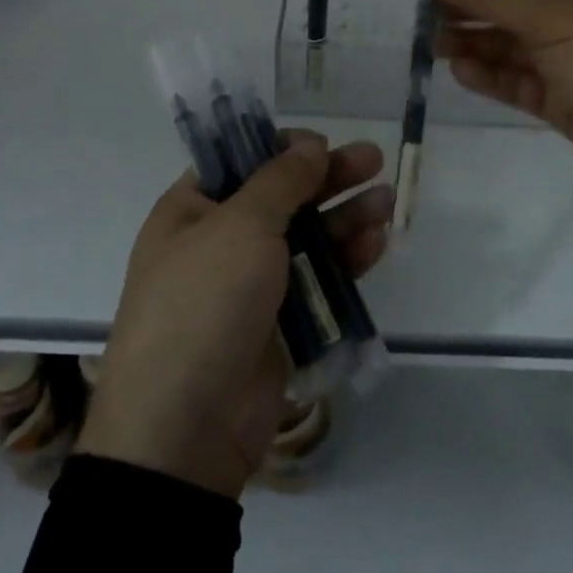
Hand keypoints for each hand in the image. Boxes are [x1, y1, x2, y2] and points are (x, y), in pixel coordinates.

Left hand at [76, 133, 391, 498]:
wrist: (186, 429)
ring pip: (307, 238)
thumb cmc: (203, 304)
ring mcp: (250, 285)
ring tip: (386, 202)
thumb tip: (309, 145)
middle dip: (328, 178)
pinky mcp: (279, 324)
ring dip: (345, 217)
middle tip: (374, 159)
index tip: (320, 144)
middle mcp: (219, 242)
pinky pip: (317, 280)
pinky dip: (345, 261)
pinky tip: (377, 244)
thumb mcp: (239, 227)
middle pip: (282, 197)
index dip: (281, 149)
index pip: (240, 163)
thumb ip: (280, 182)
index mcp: (192, 212)